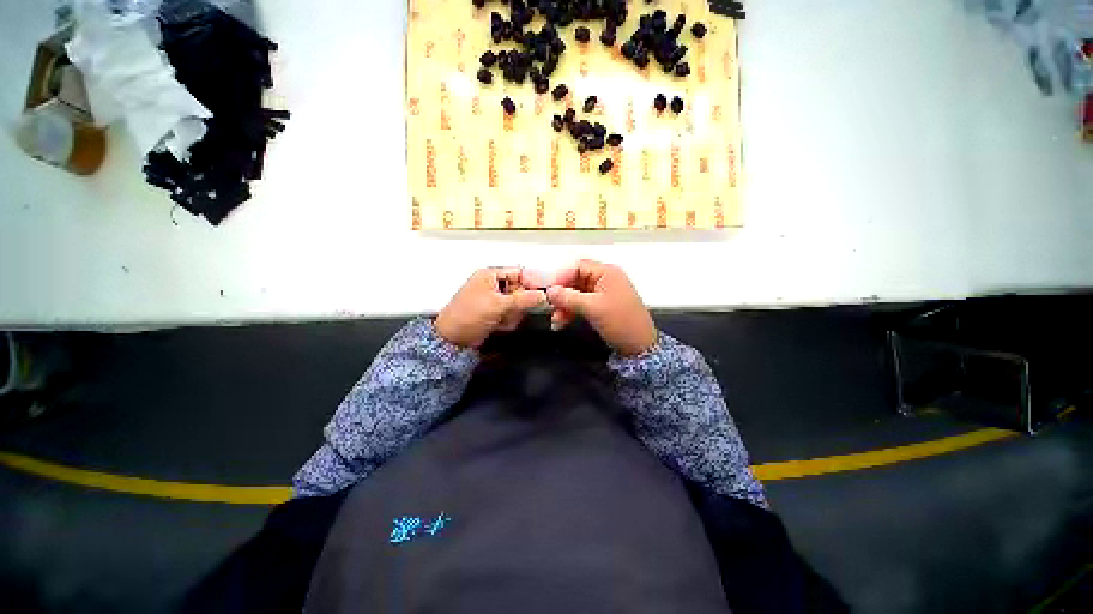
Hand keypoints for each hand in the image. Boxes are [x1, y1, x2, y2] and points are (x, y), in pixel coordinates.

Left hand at [435, 267, 546, 348]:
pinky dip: (508, 321)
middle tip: (512, 311)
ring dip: (513, 315)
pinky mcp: (495, 313)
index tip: (541, 295)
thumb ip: (523, 299)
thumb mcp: (498, 304)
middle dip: (519, 304)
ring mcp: (494, 300)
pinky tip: (499, 325)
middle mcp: (493, 284)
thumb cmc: (468, 315)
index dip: (531, 283)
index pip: (519, 273)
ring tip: (501, 320)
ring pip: (518, 304)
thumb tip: (543, 295)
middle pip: (521, 290)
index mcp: (491, 274)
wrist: (453, 340)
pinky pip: (511, 314)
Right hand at [546, 260, 656, 355]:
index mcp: (607, 273)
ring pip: (576, 294)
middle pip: (575, 281)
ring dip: (564, 306)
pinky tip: (562, 322)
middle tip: (551, 308)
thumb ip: (569, 298)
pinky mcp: (601, 306)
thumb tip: (549, 291)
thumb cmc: (621, 322)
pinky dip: (571, 312)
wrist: (640, 347)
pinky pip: (581, 304)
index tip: (549, 291)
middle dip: (562, 295)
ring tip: (556, 321)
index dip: (561, 277)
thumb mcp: (593, 308)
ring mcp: (603, 294)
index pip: (578, 267)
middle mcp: (605, 279)